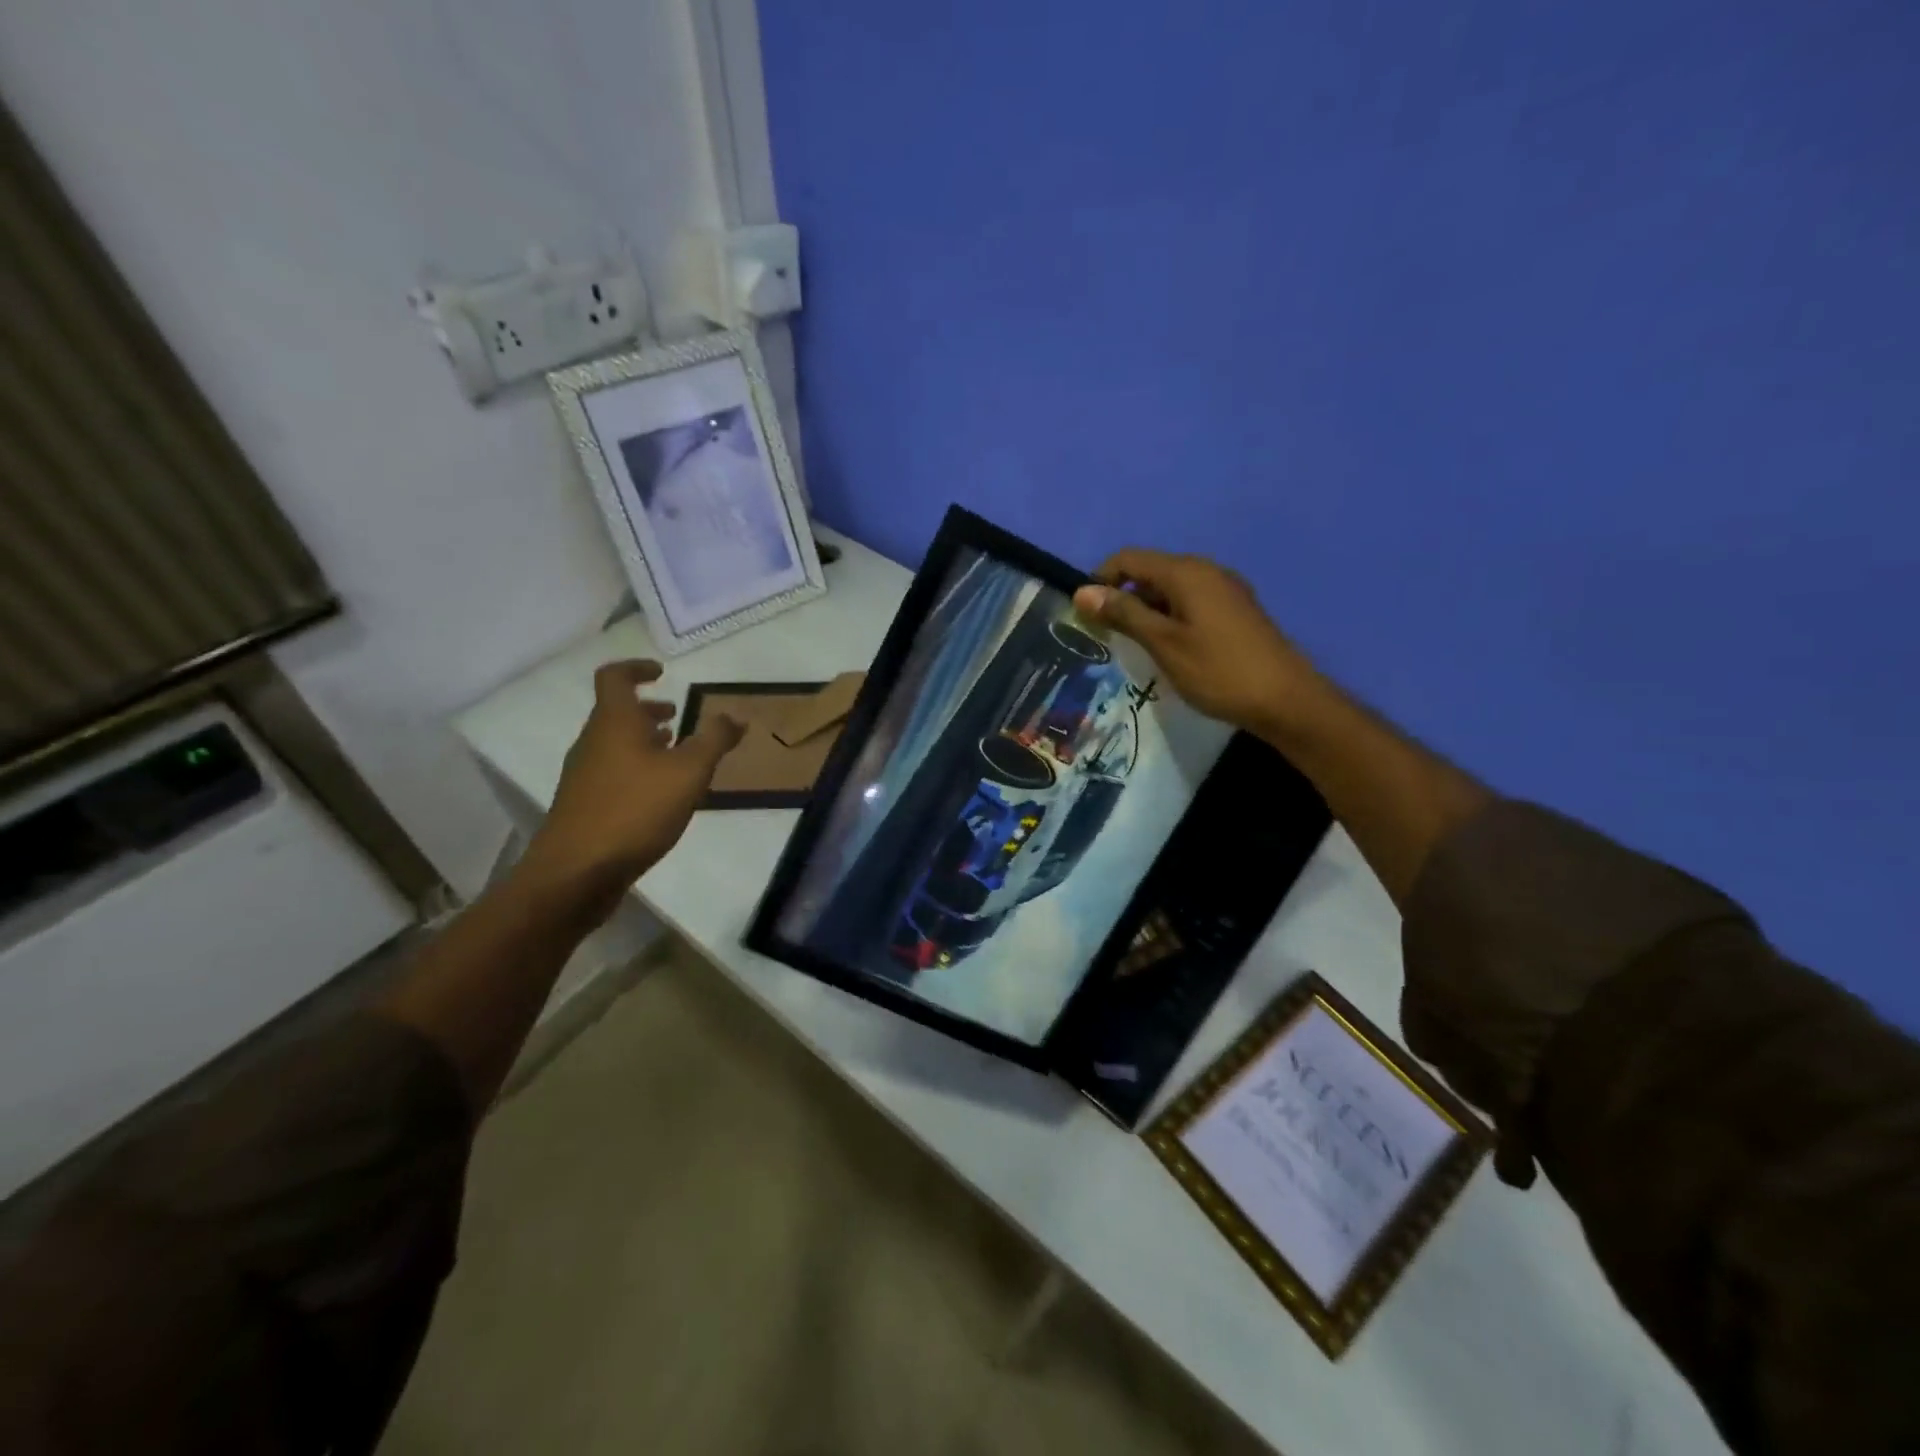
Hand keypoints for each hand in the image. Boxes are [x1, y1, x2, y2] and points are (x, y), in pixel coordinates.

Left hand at [518, 660, 743, 917]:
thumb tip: (734, 716)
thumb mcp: (688, 772)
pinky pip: (612, 772)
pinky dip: (637, 768)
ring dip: (643, 740)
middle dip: (647, 710)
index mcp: (614, 722)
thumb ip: (713, 740)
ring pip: (614, 744)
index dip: (637, 668)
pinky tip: (660, 794)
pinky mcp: (584, 805)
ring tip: (675, 754)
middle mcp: (593, 742)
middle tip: (677, 715)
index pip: (615, 677)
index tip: (662, 673)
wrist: (576, 872)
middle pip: (615, 712)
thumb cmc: (634, 810)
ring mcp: (584, 775)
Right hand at [1072, 549, 1326, 742]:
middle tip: (1108, 636)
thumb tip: (1083, 591)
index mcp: (1187, 572)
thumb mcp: (1163, 643)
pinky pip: (1191, 602)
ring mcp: (1225, 589)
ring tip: (1136, 647)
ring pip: (1171, 589)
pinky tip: (1169, 649)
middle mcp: (1207, 570)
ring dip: (1146, 610)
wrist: (1285, 700)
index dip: (1101, 580)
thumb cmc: (1218, 670)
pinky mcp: (1235, 610)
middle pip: (1151, 571)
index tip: (1086, 615)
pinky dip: (1170, 617)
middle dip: (1123, 597)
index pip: (1129, 558)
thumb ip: (1124, 614)